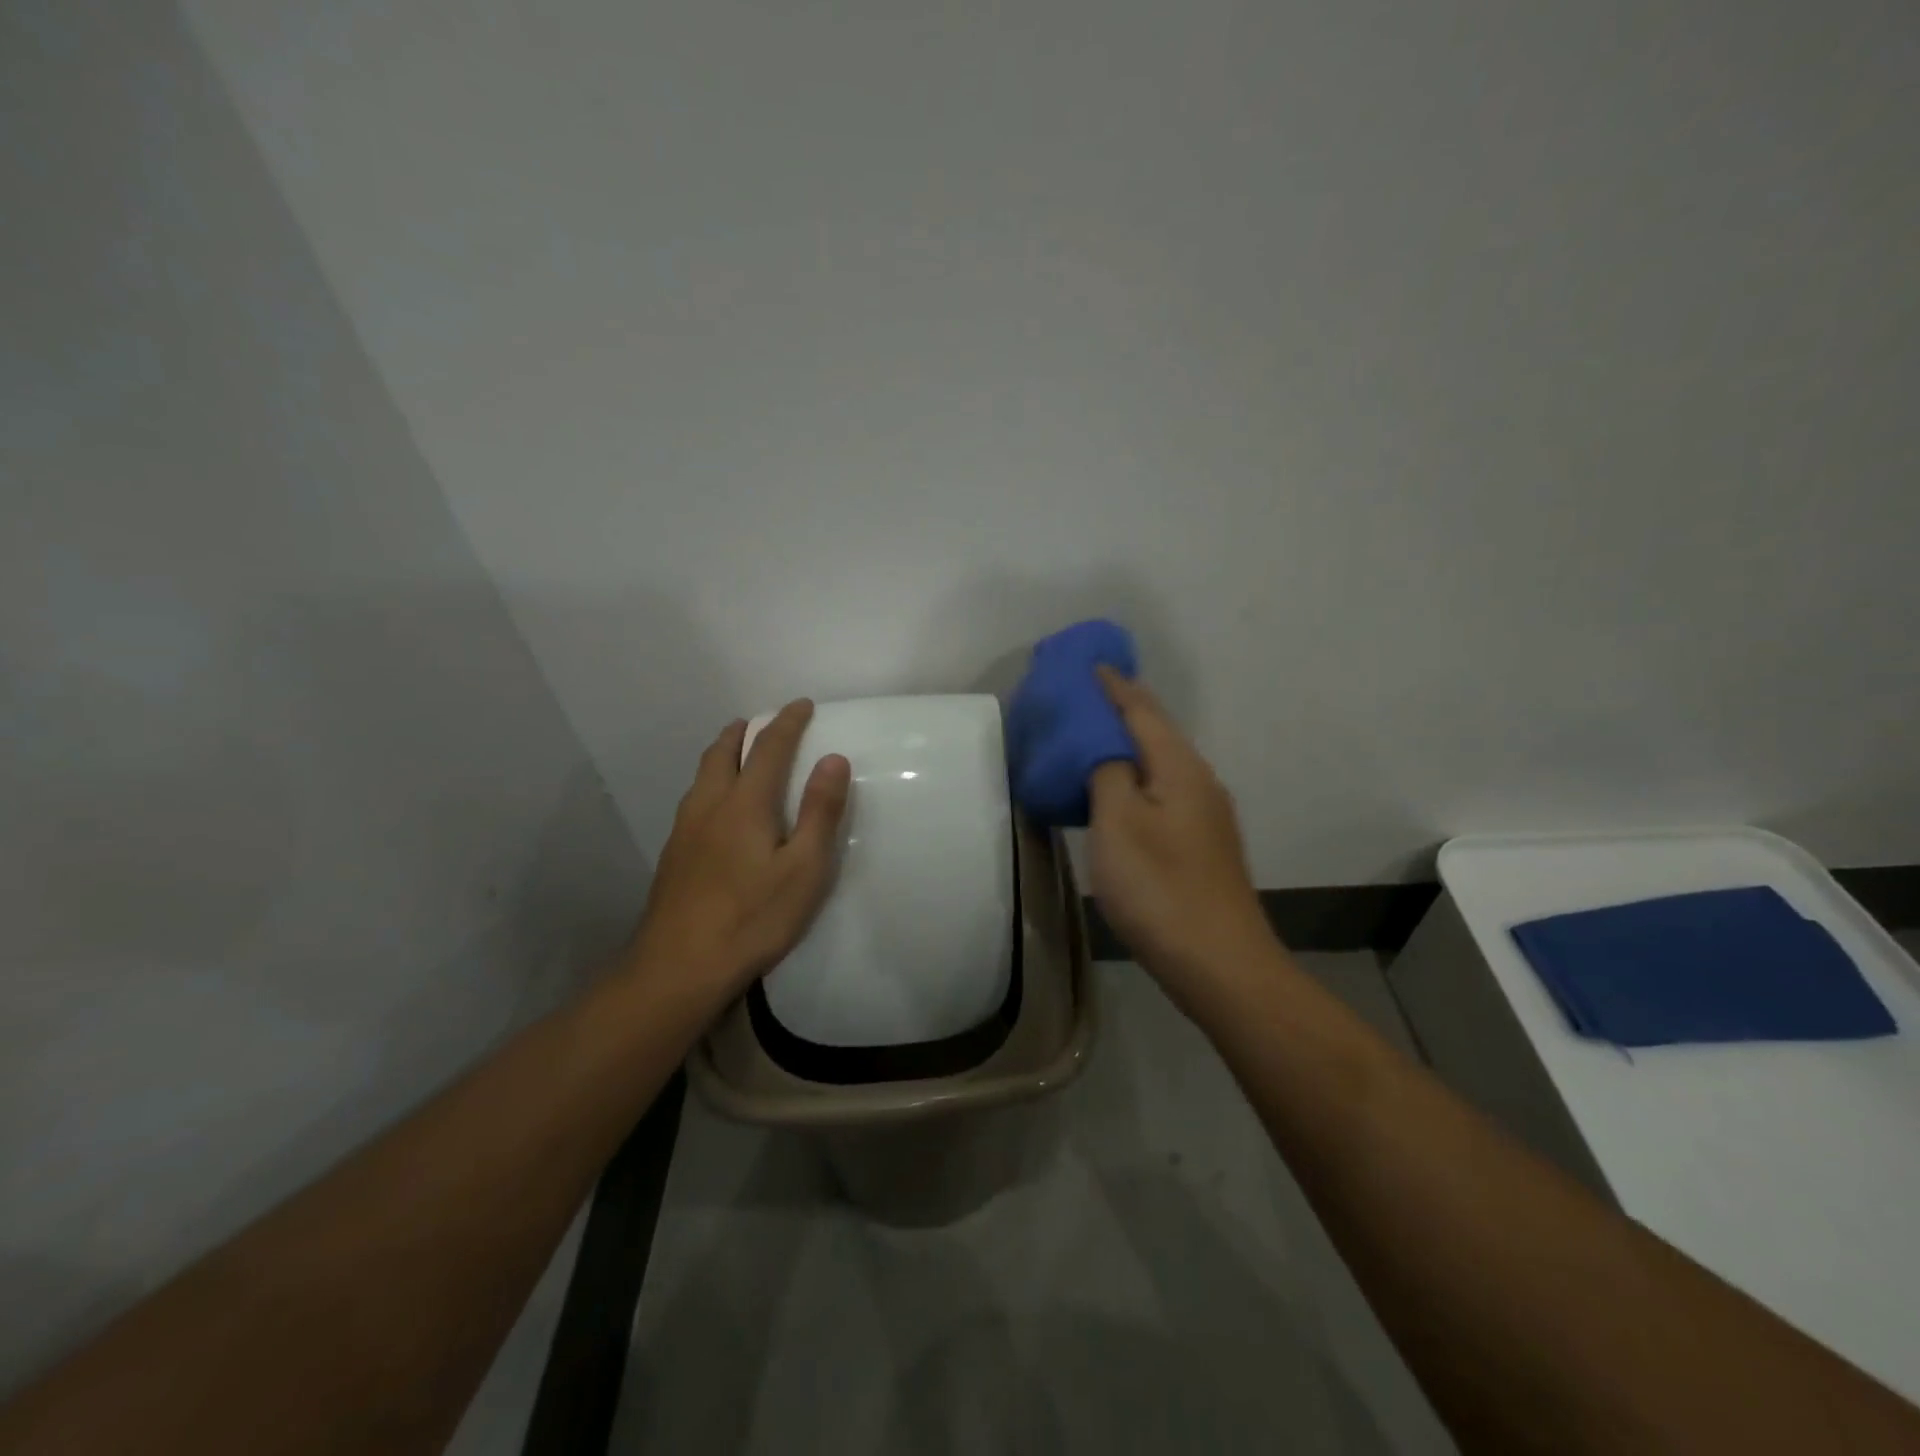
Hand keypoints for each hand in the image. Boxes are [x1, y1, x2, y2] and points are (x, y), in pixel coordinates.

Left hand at [627, 700, 851, 999]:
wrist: (679, 968)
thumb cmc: (753, 918)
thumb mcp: (804, 869)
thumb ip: (820, 811)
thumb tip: (834, 758)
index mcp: (744, 804)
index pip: (768, 748)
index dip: (787, 722)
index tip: (802, 705)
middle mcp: (709, 806)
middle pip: (723, 752)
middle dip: (745, 731)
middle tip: (762, 722)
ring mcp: (684, 831)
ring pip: (702, 775)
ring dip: (722, 754)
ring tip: (737, 753)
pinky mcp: (673, 856)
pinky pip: (693, 799)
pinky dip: (710, 782)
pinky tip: (716, 808)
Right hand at [1087, 668, 1271, 995]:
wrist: (1220, 963)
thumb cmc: (1160, 887)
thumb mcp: (1118, 823)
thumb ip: (1107, 772)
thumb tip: (1105, 746)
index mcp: (1179, 766)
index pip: (1140, 708)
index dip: (1111, 685)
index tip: (1085, 664)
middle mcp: (1199, 781)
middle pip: (1154, 731)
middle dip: (1118, 709)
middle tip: (1079, 699)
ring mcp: (1205, 814)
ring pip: (1158, 763)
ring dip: (1125, 745)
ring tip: (1088, 739)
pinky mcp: (1201, 844)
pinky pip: (1161, 790)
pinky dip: (1133, 777)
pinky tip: (1116, 793)